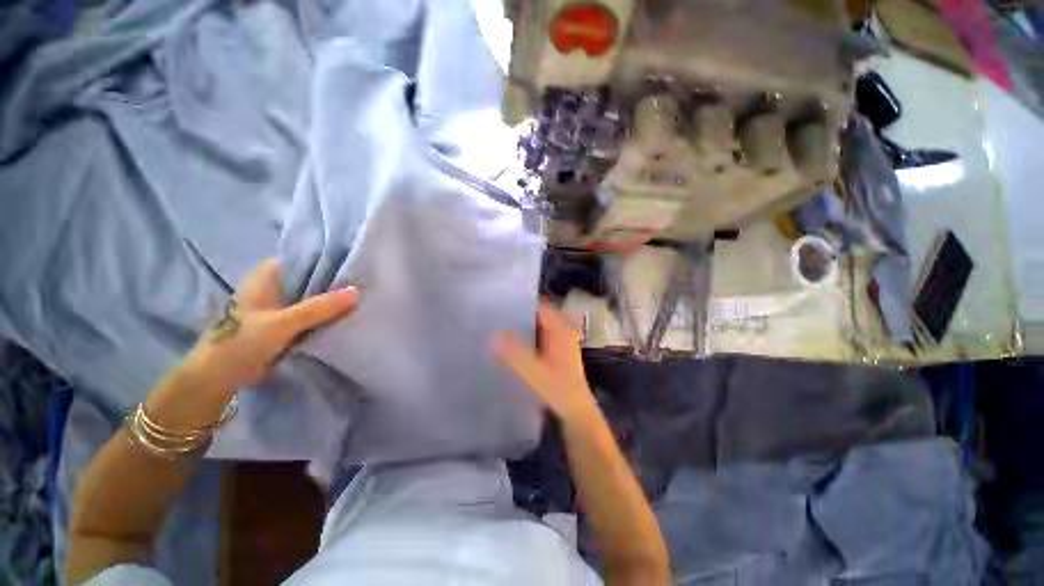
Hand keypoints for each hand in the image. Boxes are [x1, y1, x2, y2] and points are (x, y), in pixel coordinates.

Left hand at [185, 259, 358, 389]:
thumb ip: (319, 308)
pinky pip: (310, 311)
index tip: (353, 262)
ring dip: (330, 298)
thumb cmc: (243, 341)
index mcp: (267, 276)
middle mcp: (274, 285)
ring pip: (311, 295)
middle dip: (334, 280)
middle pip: (311, 277)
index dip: (328, 258)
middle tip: (364, 280)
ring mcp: (279, 304)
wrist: (220, 376)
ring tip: (361, 295)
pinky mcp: (284, 321)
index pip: (303, 258)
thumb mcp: (283, 322)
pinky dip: (325, 312)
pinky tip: (344, 313)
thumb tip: (357, 292)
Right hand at [492, 305, 599, 427]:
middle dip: (516, 315)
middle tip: (490, 315)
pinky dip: (521, 340)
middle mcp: (560, 332)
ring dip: (518, 328)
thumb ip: (516, 355)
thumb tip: (493, 335)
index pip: (539, 306)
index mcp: (561, 331)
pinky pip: (534, 340)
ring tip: (493, 327)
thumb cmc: (560, 394)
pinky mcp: (551, 355)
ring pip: (534, 328)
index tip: (498, 302)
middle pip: (536, 316)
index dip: (520, 302)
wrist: (576, 417)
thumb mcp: (537, 374)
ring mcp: (556, 344)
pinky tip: (504, 345)